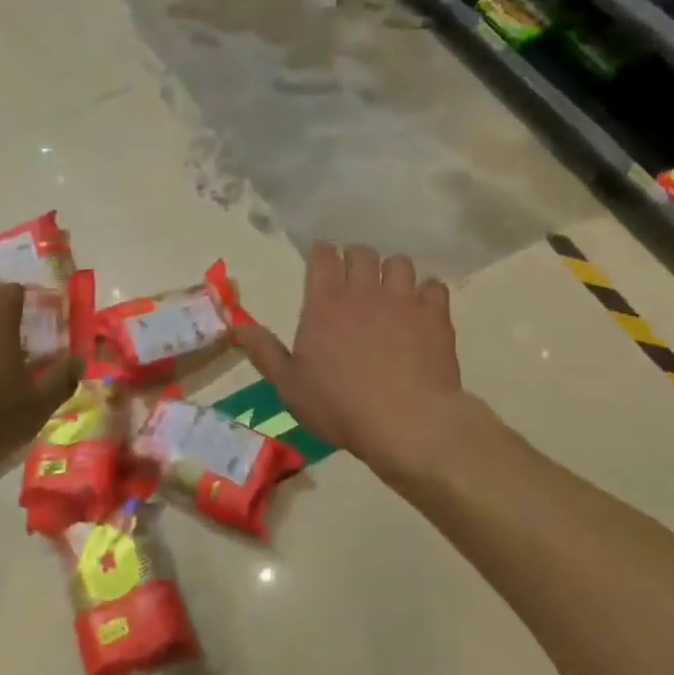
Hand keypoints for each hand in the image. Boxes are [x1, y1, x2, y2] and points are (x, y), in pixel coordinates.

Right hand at [237, 243, 462, 474]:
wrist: (407, 422)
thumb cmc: (340, 406)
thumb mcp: (289, 385)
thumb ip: (264, 351)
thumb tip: (238, 324)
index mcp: (325, 302)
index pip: (323, 256)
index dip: (321, 254)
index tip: (321, 260)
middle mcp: (364, 290)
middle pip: (362, 252)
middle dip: (356, 258)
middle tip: (355, 277)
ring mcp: (403, 299)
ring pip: (399, 262)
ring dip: (392, 272)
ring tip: (390, 291)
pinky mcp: (435, 315)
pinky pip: (435, 287)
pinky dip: (427, 294)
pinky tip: (423, 309)